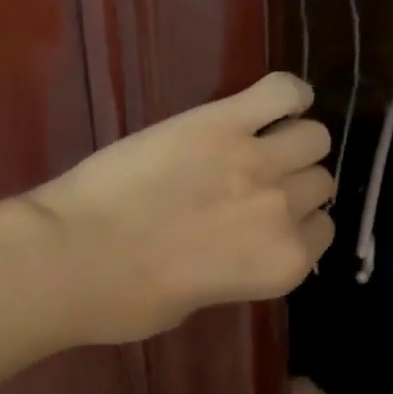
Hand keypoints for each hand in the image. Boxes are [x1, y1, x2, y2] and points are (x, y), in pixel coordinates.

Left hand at [27, 73, 333, 344]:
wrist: (72, 255)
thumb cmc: (125, 299)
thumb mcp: (194, 302)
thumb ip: (233, 270)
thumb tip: (233, 247)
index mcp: (282, 265)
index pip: (320, 230)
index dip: (294, 224)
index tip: (267, 220)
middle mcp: (283, 211)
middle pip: (319, 182)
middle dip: (293, 184)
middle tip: (254, 182)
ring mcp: (256, 160)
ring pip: (312, 136)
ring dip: (293, 141)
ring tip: (259, 142)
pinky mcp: (221, 122)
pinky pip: (281, 91)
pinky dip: (287, 94)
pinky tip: (273, 103)